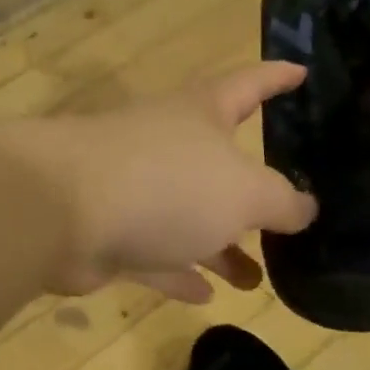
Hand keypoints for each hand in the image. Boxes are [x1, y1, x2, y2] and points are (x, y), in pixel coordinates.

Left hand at [9, 62, 318, 303]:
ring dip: (221, 246)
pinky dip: (179, 271)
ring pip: (189, 216)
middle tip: (288, 216)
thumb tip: (307, 208)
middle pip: (220, 163)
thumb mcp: (245, 192)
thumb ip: (282, 201)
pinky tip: (206, 296)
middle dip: (253, 193)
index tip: (303, 72)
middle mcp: (168, 143)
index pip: (250, 83)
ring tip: (256, 278)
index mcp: (202, 113)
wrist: (62, 212)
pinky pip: (155, 252)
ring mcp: (134, 187)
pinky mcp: (109, 231)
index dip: (278, 77)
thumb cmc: (167, 183)